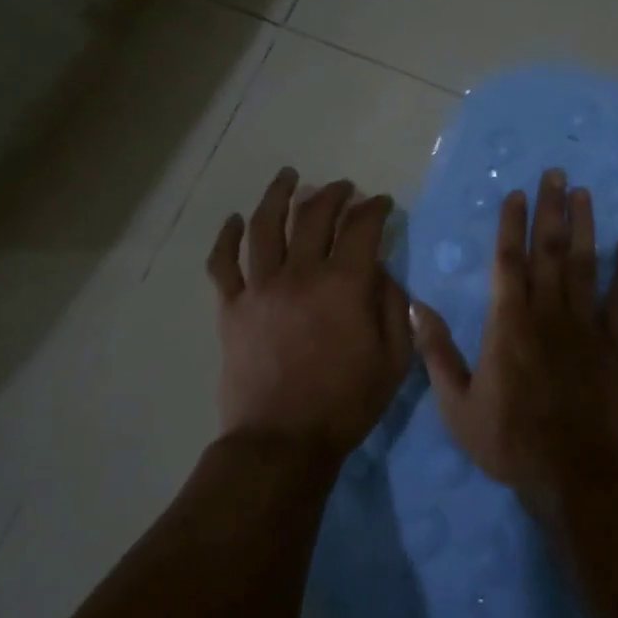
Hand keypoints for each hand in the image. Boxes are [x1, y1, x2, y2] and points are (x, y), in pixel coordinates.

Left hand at [206, 169, 412, 458]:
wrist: (283, 441)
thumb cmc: (346, 404)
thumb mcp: (394, 360)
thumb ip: (393, 307)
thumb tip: (382, 272)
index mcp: (344, 285)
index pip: (361, 227)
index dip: (374, 208)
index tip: (382, 202)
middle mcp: (300, 274)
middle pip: (314, 216)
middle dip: (333, 194)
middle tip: (344, 188)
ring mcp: (260, 288)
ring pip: (265, 226)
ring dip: (278, 195)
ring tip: (288, 177)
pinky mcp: (231, 308)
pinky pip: (223, 263)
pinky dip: (227, 237)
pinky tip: (235, 220)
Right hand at [410, 168, 617, 492]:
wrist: (573, 473)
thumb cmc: (509, 440)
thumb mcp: (456, 403)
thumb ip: (436, 352)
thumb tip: (412, 307)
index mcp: (508, 322)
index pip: (508, 260)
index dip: (512, 224)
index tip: (517, 193)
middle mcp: (547, 312)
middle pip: (549, 250)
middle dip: (551, 208)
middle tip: (557, 173)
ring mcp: (585, 326)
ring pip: (585, 264)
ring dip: (585, 226)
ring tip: (584, 192)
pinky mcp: (616, 345)